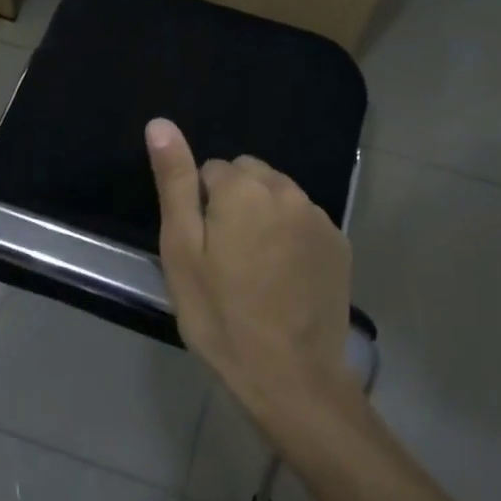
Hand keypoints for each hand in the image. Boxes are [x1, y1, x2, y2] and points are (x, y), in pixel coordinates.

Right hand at [145, 118, 356, 425]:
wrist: (291, 377)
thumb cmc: (222, 315)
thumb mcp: (182, 250)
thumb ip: (175, 181)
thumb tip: (161, 123)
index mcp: (244, 188)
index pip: (212, 170)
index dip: (201, 207)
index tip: (203, 248)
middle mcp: (286, 190)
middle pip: (249, 176)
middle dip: (235, 201)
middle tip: (225, 257)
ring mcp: (318, 217)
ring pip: (279, 196)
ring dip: (264, 216)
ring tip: (255, 268)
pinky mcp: (339, 243)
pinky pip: (304, 220)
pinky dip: (291, 235)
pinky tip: (284, 277)